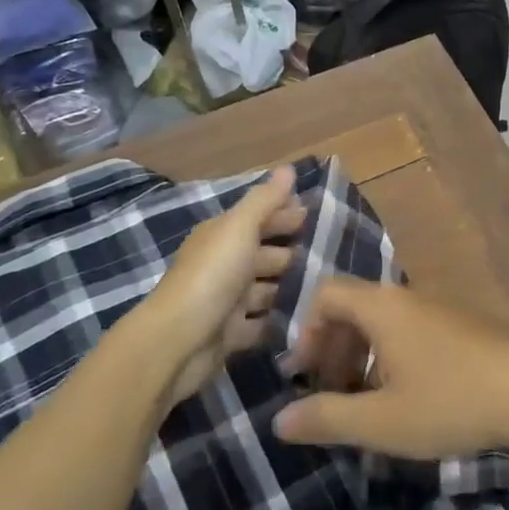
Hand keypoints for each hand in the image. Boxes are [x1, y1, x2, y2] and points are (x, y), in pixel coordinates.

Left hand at [141, 166, 304, 407]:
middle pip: (263, 253)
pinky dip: (278, 320)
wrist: (178, 342)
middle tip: (330, 254)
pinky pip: (261, 323)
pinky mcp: (230, 334)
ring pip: (264, 289)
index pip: (259, 218)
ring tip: (326, 288)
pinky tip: (306, 318)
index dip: (285, 214)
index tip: (319, 215)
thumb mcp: (240, 229)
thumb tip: (288, 168)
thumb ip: (265, 200)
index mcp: (222, 236)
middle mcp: (223, 265)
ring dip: (288, 287)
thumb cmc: (212, 276)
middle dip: (292, 252)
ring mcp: (226, 301)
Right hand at [271, 279, 508, 457]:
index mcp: (381, 307)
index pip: (325, 294)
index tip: (308, 376)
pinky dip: (396, 358)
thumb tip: (278, 420)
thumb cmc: (452, 401)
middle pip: (353, 308)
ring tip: (370, 404)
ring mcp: (440, 308)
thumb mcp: (382, 421)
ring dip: (365, 358)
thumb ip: (327, 419)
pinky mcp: (464, 325)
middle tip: (334, 396)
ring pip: (385, 323)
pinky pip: (413, 331)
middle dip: (334, 350)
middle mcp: (407, 297)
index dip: (307, 332)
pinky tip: (411, 399)